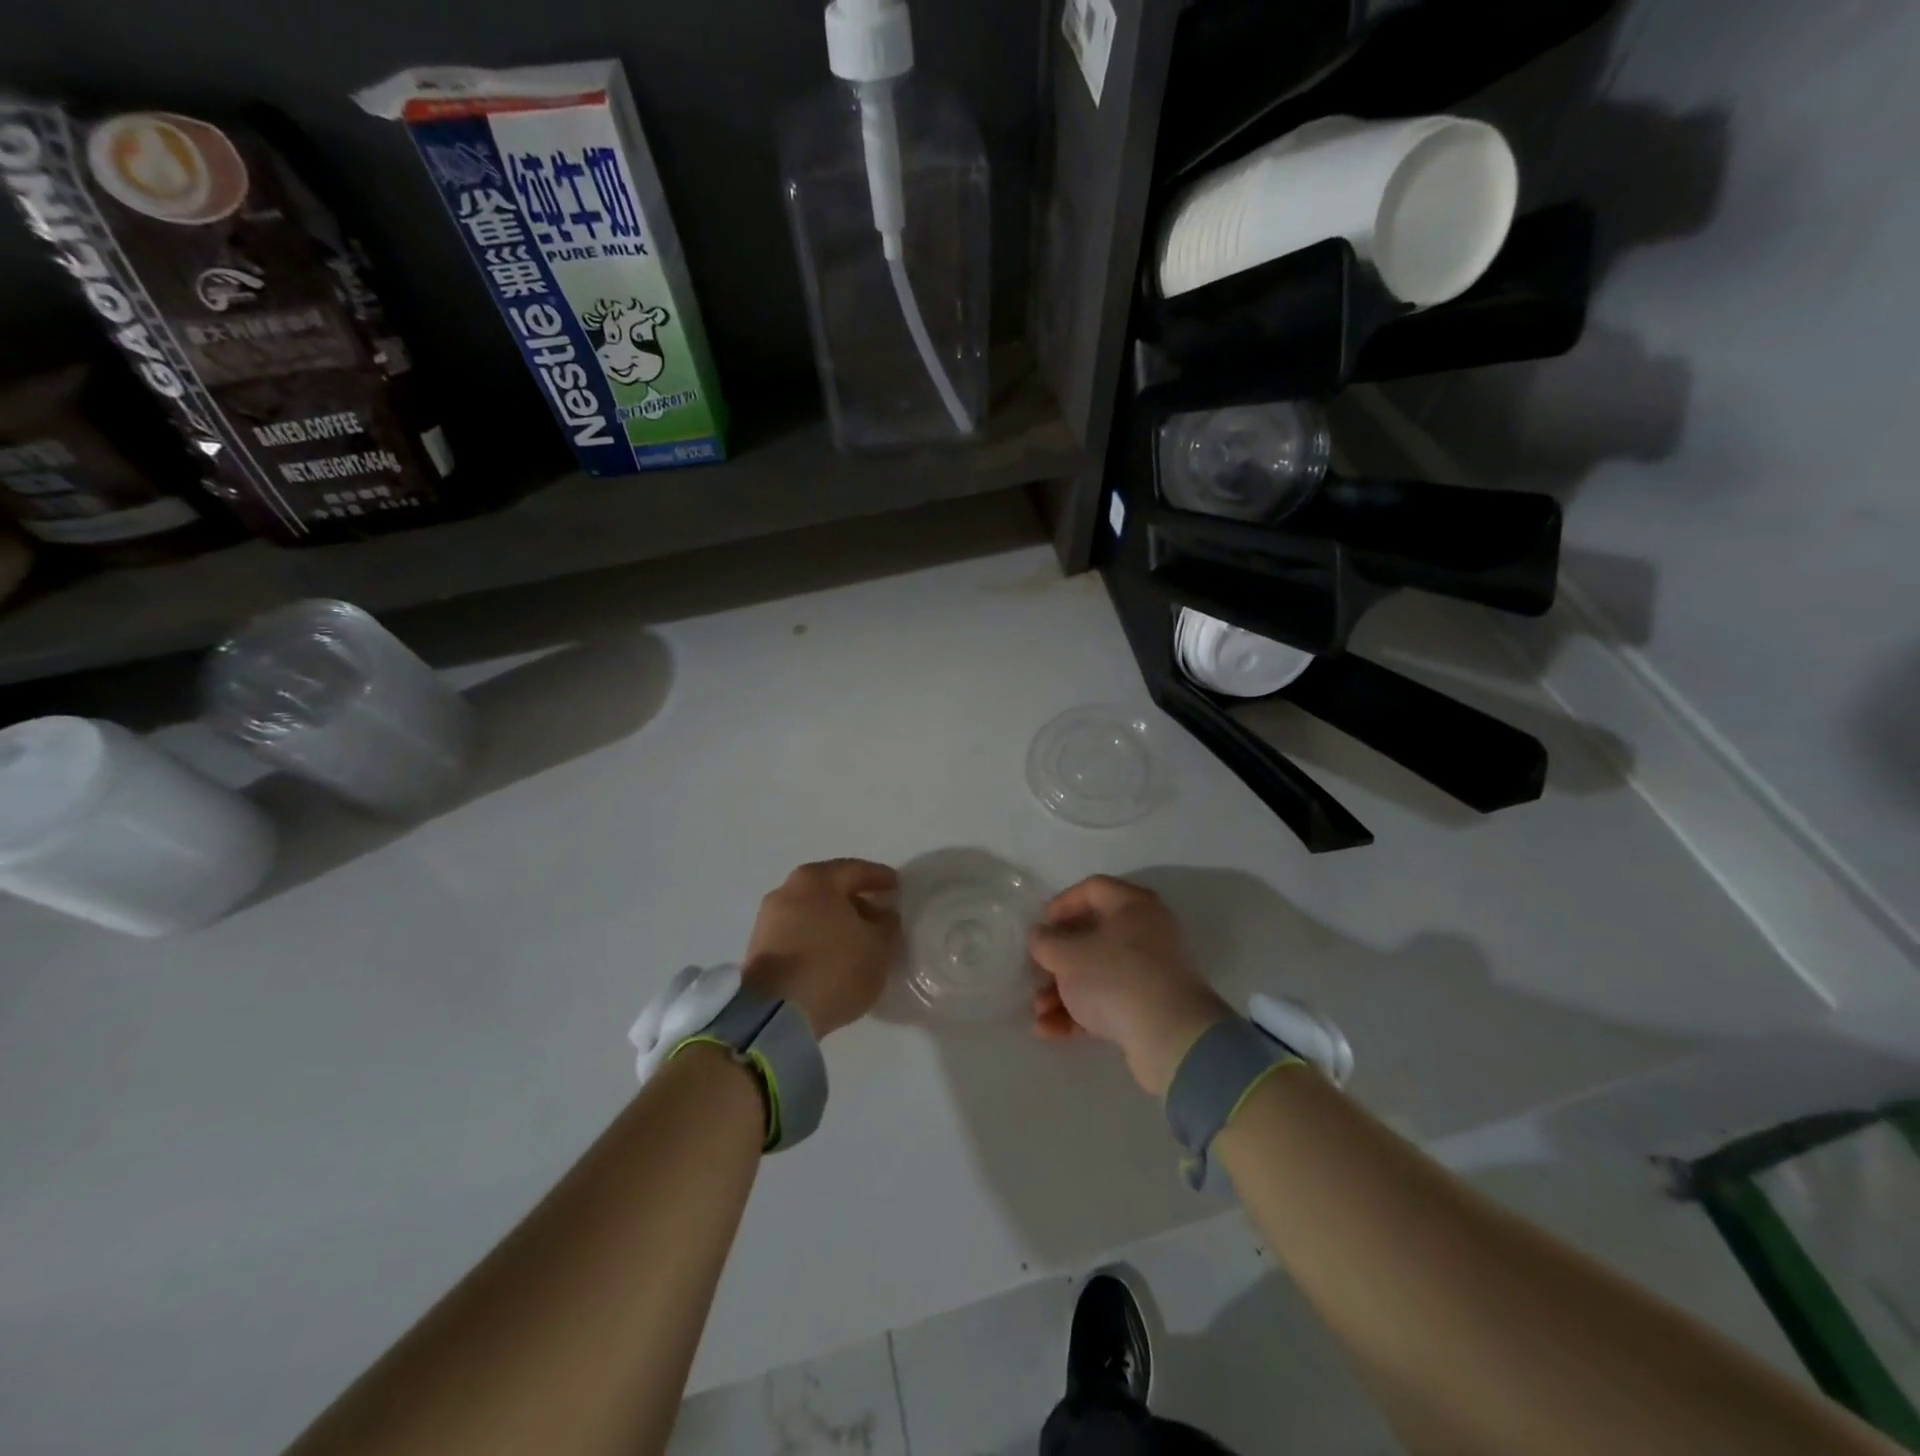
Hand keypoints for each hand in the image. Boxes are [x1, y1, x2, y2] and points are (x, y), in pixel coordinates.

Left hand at [741, 859, 901, 1036]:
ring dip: (834, 921)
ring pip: (811, 911)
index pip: (856, 870)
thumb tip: (883, 916)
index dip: (880, 878)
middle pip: (830, 888)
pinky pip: (797, 933)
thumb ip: (888, 925)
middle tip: (878, 914)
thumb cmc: (833, 968)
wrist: (773, 1014)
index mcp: (817, 879)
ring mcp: (768, 919)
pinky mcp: (758, 948)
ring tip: (857, 940)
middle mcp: (787, 890)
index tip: (897, 887)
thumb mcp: (878, 947)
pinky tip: (832, 956)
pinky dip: (817, 938)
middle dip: (856, 900)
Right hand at [1029, 875, 1231, 1096]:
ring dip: (1063, 991)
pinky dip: (1080, 1012)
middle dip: (1057, 960)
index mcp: (1133, 906)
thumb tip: (1041, 936)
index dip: (1061, 904)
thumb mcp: (1068, 956)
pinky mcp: (1151, 1006)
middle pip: (1092, 935)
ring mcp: (1151, 971)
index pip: (1092, 889)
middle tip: (1036, 973)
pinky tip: (1050, 1030)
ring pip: (1097, 972)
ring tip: (1039, 1012)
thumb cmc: (1115, 979)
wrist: (1171, 1038)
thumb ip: (1046, 942)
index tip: (1040, 927)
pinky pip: (1109, 1000)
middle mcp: (1147, 932)